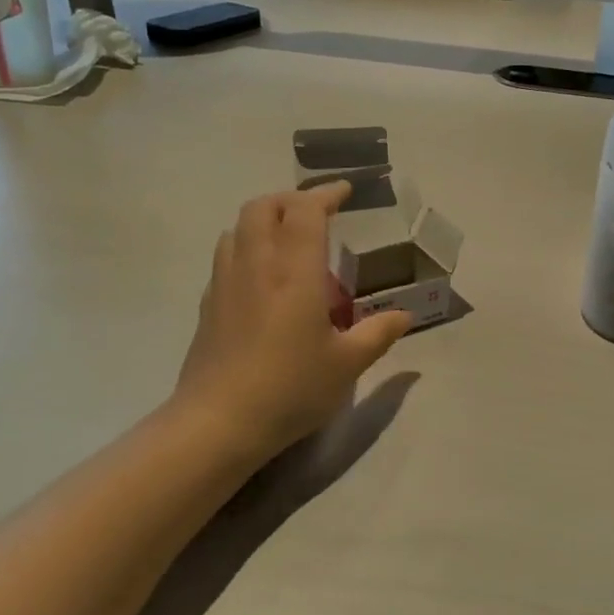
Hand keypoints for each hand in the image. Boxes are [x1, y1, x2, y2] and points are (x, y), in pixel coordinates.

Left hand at [170, 182, 409, 463]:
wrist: (218, 422)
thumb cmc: (291, 388)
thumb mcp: (348, 365)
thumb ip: (379, 333)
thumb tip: (405, 315)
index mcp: (294, 272)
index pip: (305, 211)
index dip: (325, 194)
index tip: (345, 192)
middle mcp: (256, 265)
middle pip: (262, 207)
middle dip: (290, 200)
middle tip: (317, 214)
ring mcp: (225, 283)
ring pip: (238, 228)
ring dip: (264, 221)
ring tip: (288, 242)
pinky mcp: (208, 305)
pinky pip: (226, 257)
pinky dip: (247, 249)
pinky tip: (262, 280)